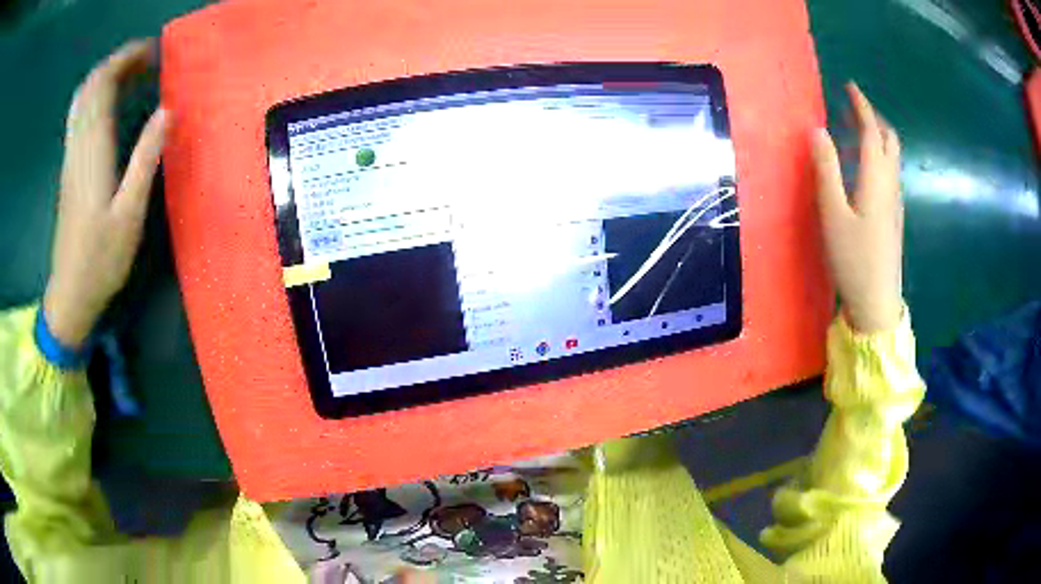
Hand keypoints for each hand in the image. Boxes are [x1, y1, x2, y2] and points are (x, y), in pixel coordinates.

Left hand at [43, 40, 168, 347]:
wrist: (70, 294)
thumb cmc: (101, 260)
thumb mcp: (129, 214)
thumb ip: (146, 158)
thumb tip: (167, 111)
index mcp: (93, 151)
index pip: (103, 84)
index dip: (126, 59)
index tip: (153, 54)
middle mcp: (78, 145)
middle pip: (92, 85)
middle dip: (118, 62)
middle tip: (147, 61)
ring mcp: (71, 156)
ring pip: (83, 99)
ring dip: (106, 77)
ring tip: (132, 75)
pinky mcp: (69, 167)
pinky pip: (79, 116)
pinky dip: (95, 97)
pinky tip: (109, 103)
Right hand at [812, 83, 902, 333]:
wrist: (877, 303)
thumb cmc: (853, 259)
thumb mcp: (833, 214)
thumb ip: (826, 169)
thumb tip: (817, 130)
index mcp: (876, 179)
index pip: (871, 131)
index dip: (861, 106)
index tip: (849, 86)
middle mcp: (890, 184)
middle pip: (889, 140)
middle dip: (872, 118)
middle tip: (851, 108)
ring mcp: (895, 201)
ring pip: (891, 156)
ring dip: (875, 136)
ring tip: (853, 130)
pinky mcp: (893, 216)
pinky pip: (889, 172)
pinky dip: (877, 156)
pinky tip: (863, 166)